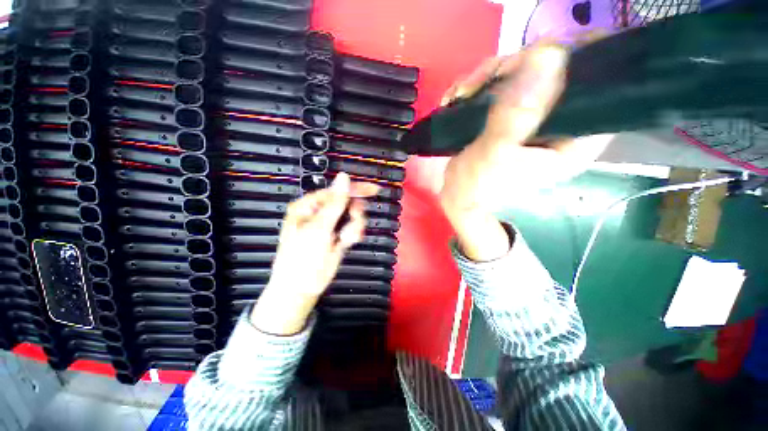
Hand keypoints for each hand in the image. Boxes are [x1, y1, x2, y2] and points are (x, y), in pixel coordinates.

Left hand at [250, 173, 377, 334]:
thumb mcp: (319, 228)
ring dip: (355, 225)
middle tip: (355, 221)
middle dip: (354, 213)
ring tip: (347, 238)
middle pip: (347, 202)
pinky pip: (353, 228)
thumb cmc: (303, 257)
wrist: (302, 288)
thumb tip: (344, 177)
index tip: (373, 190)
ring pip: (353, 216)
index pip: (336, 191)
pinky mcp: (339, 236)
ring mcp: (331, 225)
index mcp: (309, 206)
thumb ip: (335, 204)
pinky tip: (348, 242)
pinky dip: (354, 234)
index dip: (355, 189)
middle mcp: (320, 212)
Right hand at [439, 43, 611, 260]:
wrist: (457, 196)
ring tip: (460, 95)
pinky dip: (477, 86)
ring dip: (487, 77)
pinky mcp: (509, 115)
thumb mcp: (495, 153)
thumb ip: (518, 112)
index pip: (597, 84)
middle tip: (482, 81)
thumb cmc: (477, 185)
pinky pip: (500, 85)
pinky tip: (457, 98)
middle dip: (515, 67)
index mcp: (573, 137)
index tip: (542, 51)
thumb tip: (549, 53)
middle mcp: (557, 123)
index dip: (579, 56)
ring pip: (523, 73)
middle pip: (553, 70)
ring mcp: (531, 117)